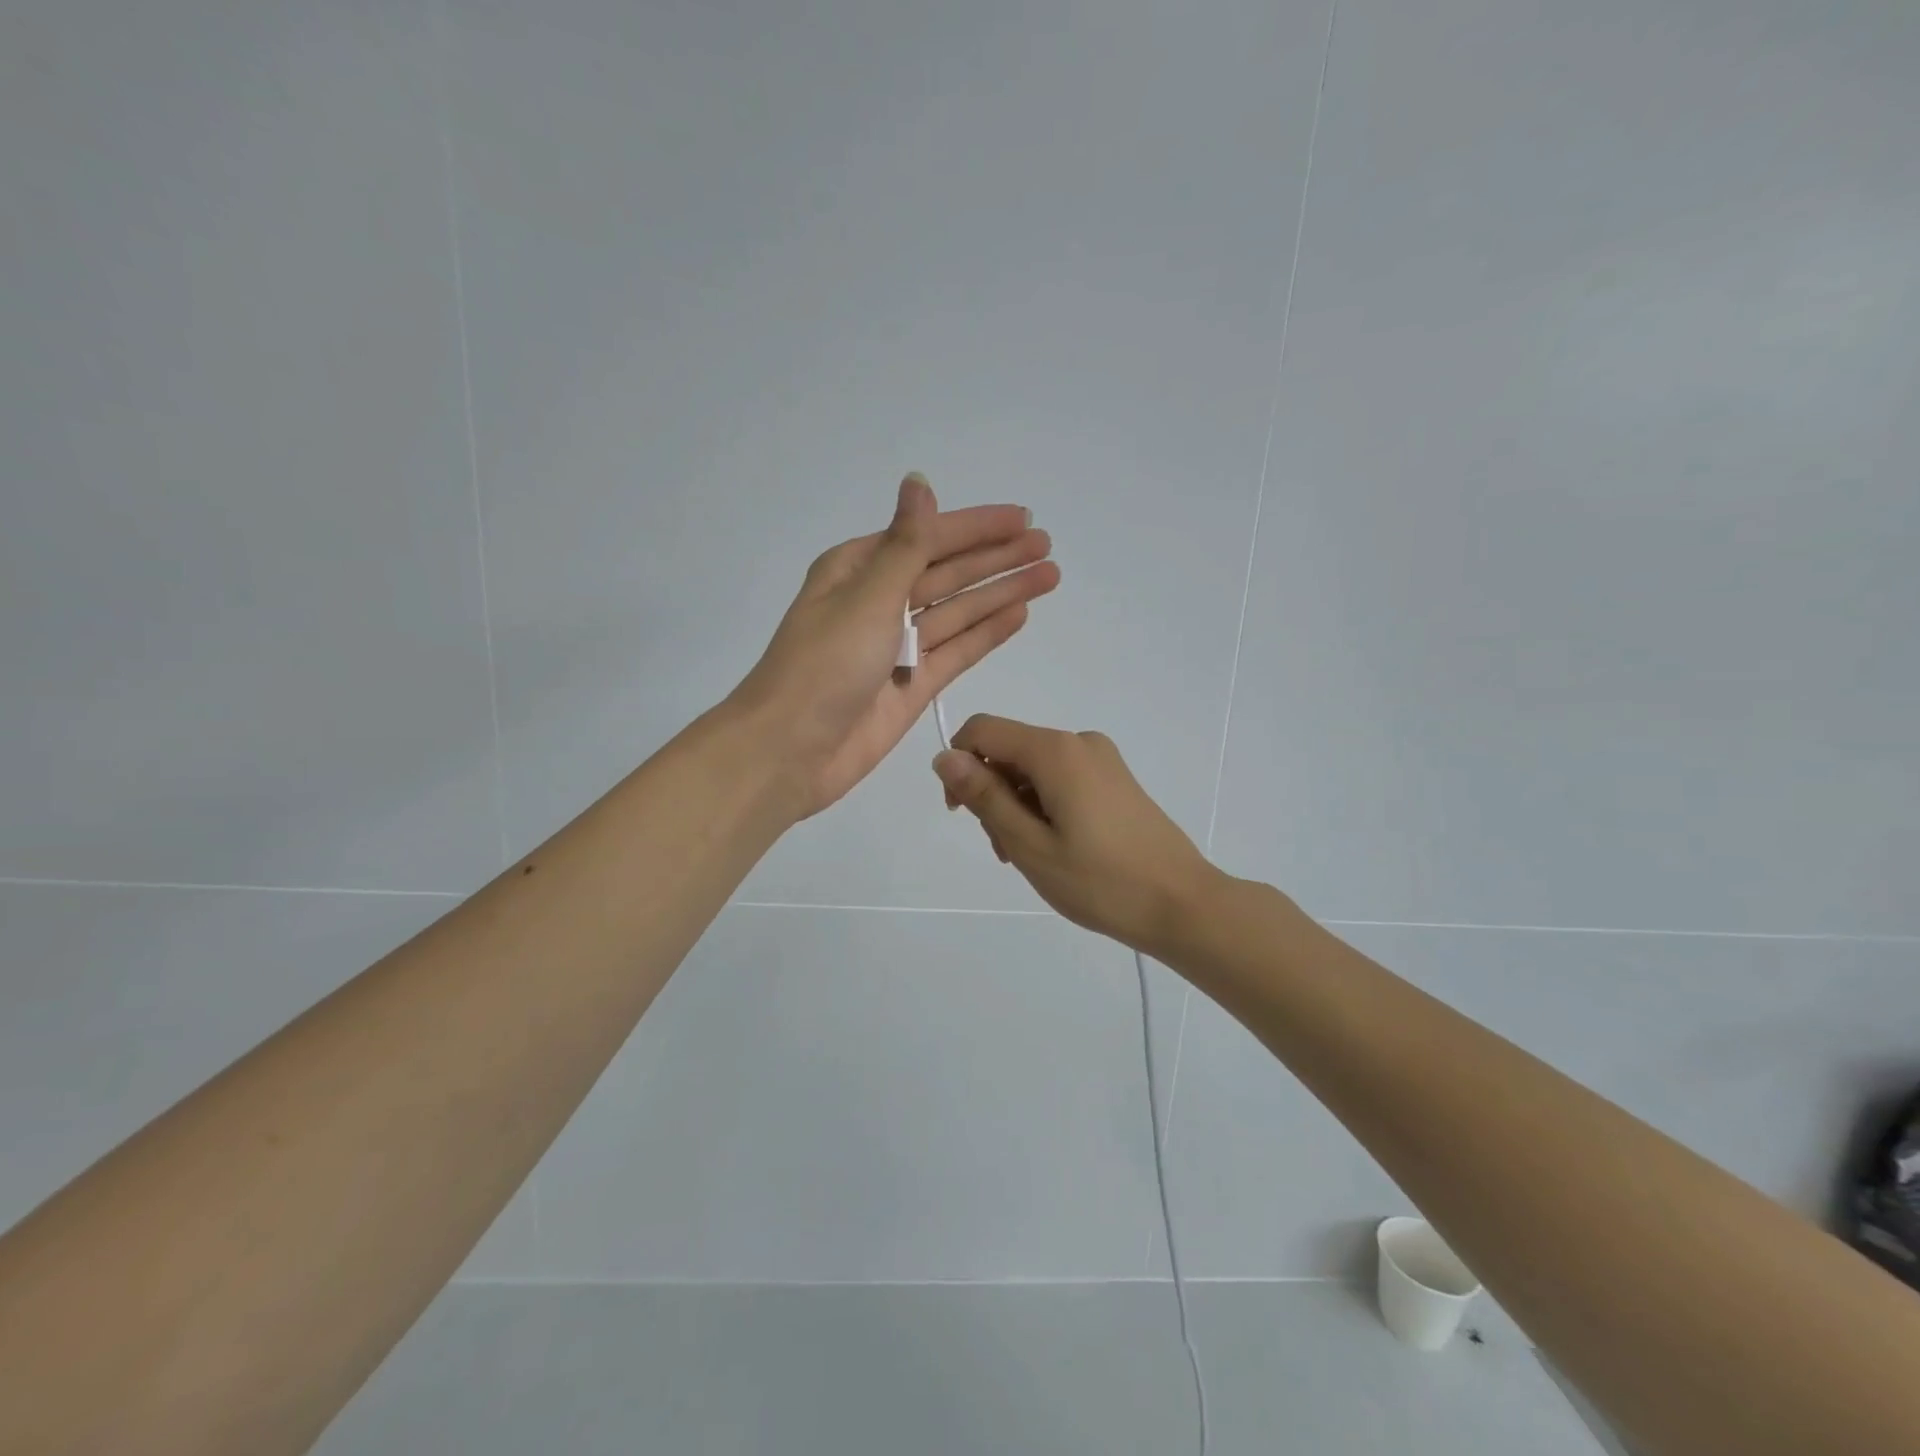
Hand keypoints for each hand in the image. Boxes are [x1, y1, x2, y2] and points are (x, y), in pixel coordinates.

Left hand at [730, 475, 1059, 818]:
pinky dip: (986, 633)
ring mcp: (898, 647)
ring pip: (958, 611)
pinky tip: (1018, 614)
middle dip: (996, 557)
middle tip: (1046, 543)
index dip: (976, 527)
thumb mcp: (867, 596)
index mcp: (857, 570)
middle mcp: (879, 602)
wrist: (790, 751)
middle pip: (948, 572)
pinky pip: (956, 651)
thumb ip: (906, 546)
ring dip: (1000, 592)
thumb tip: (919, 483)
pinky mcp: (912, 686)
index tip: (1023, 517)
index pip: (928, 538)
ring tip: (1049, 575)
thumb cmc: (823, 665)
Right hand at [930, 715, 1221, 956]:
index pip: (983, 730)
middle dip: (992, 793)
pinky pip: (1061, 780)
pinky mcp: (1115, 780)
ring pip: (1034, 770)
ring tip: (1030, 858)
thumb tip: (944, 756)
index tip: (961, 814)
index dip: (959, 765)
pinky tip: (1054, 849)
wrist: (1182, 905)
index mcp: (1055, 751)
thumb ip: (984, 796)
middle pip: (1010, 751)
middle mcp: (1079, 742)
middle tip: (1004, 851)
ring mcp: (1102, 760)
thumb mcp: (1029, 844)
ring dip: (1017, 806)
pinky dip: (1044, 807)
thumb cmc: (1100, 881)